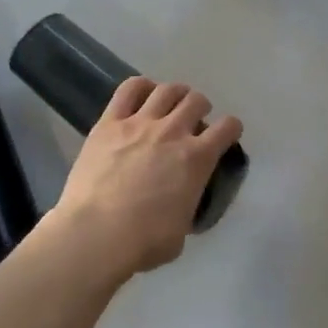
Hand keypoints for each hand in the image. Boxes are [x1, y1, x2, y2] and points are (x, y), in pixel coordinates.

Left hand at [51, 77, 242, 279]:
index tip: (226, 134)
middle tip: (193, 120)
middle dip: (200, 108)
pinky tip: (143, 93)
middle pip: (197, 101)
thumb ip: (187, 206)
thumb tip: (180, 205)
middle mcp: (174, 131)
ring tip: (171, 102)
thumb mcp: (181, 230)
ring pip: (167, 90)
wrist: (96, 234)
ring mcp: (140, 123)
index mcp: (198, 158)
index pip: (228, 128)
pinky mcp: (109, 123)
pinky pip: (129, 90)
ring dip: (175, 93)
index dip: (231, 128)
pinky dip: (141, 86)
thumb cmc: (144, 241)